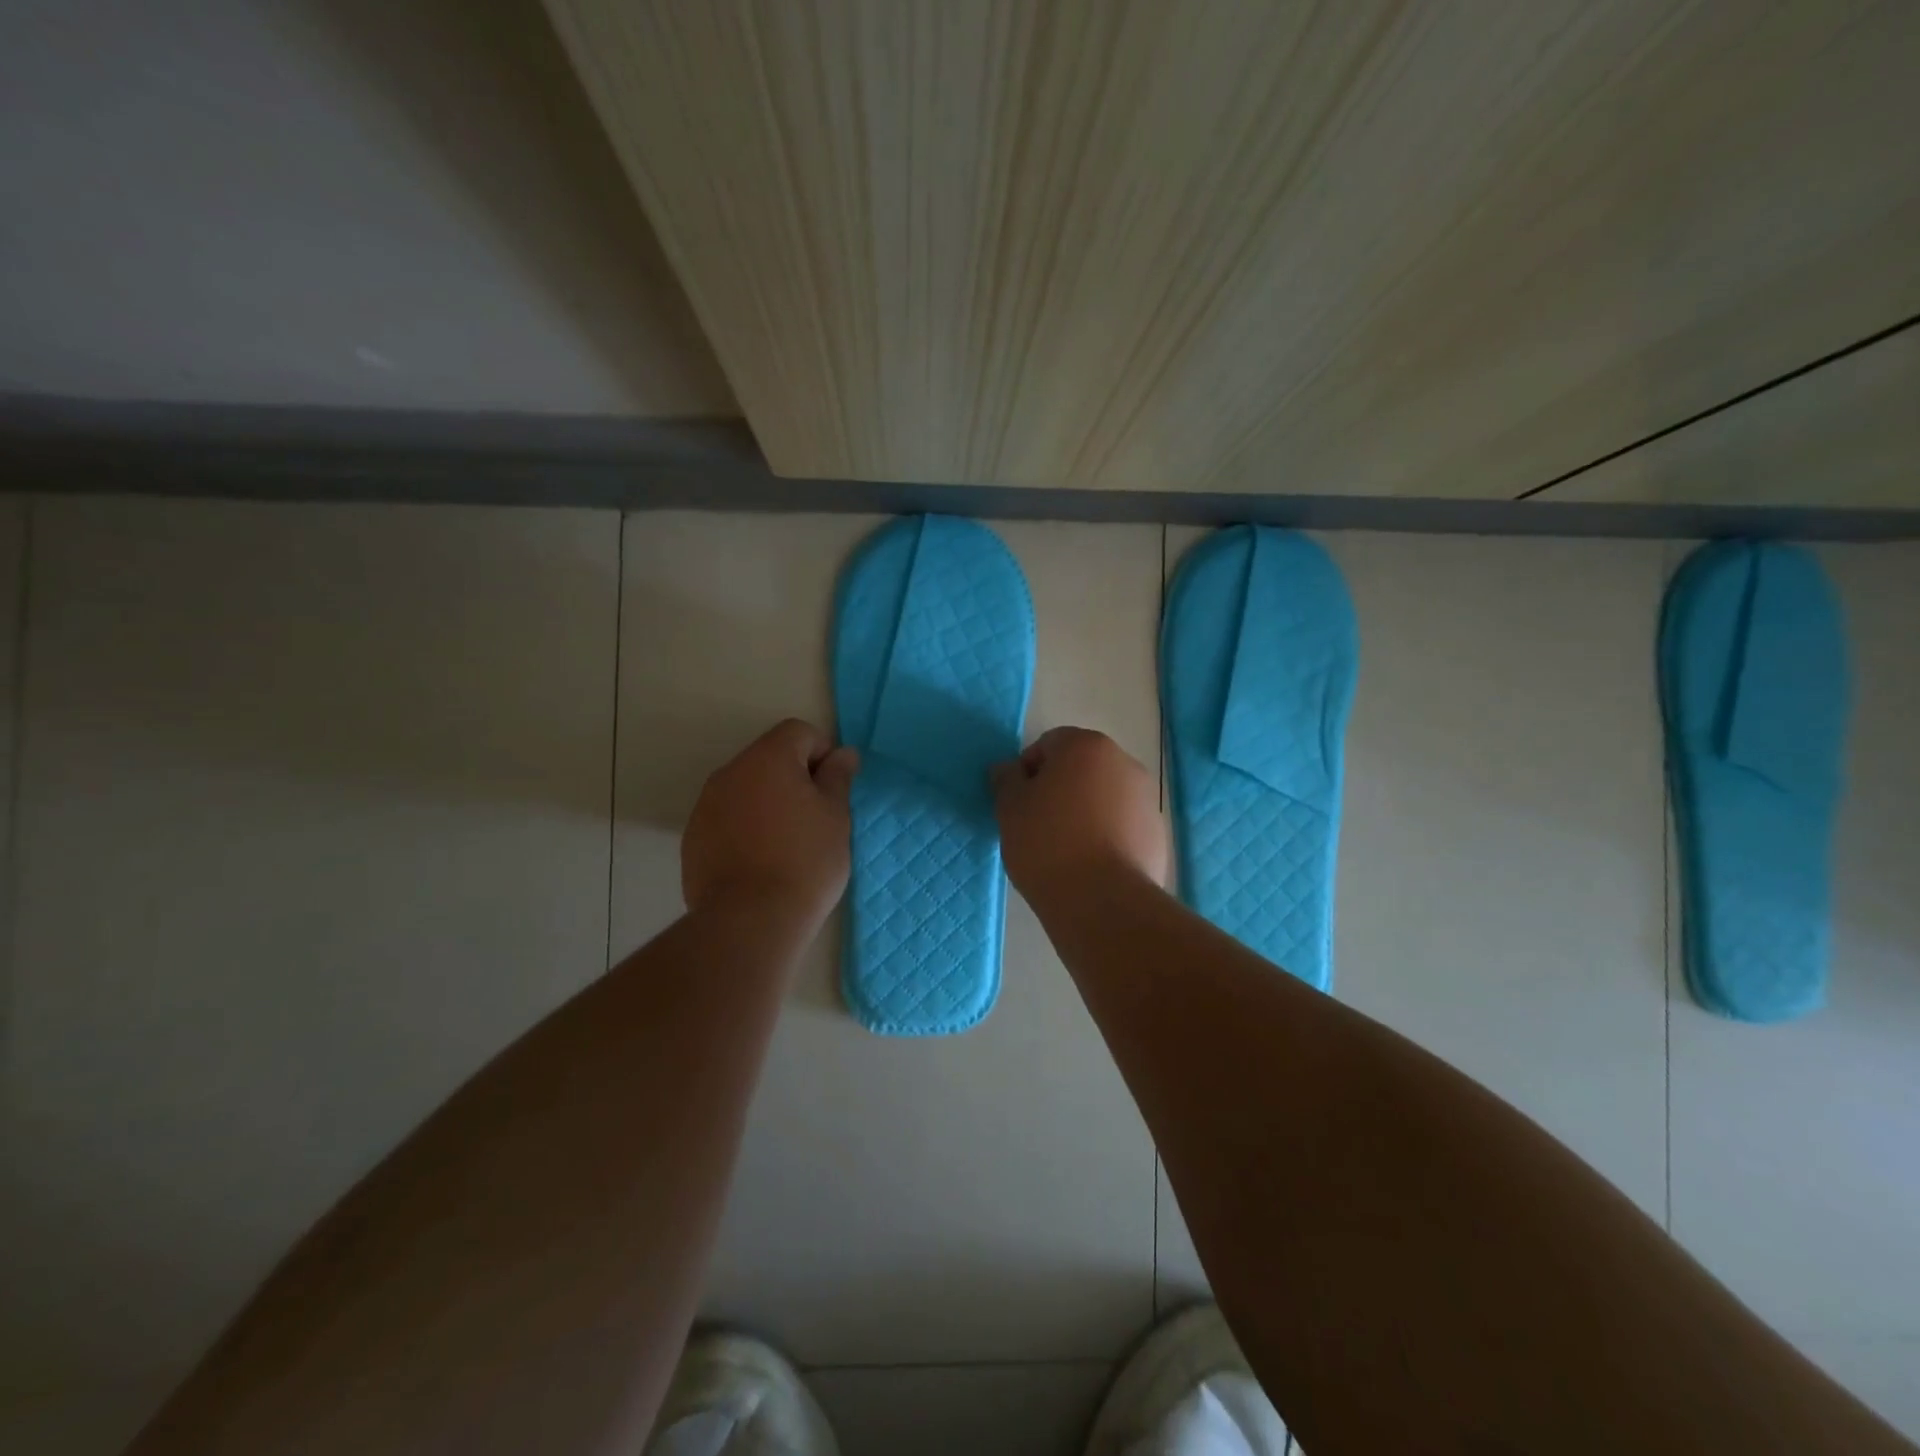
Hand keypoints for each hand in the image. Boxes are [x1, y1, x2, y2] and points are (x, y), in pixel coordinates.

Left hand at [682, 719, 859, 927]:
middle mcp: (731, 772)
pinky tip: (760, 861)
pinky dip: (746, 827)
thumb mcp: (835, 817)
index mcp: (768, 758)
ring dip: (768, 802)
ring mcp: (706, 805)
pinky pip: (727, 817)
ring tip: (787, 843)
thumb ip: (838, 778)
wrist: (750, 920)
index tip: (833, 790)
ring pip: (747, 788)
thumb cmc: (805, 861)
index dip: (822, 753)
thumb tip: (843, 754)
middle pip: (769, 757)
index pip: (798, 732)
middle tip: (816, 818)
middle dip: (794, 777)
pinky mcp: (693, 837)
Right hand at [990, 727, 1167, 905]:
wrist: (1102, 900)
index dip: (1028, 772)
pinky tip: (1090, 866)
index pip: (1048, 744)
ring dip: (1084, 813)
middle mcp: (1123, 763)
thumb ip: (1006, 779)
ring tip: (1065, 850)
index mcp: (1086, 746)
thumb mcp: (1010, 808)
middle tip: (1037, 826)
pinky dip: (1106, 836)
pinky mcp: (1157, 834)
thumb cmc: (1048, 843)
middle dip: (1059, 789)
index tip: (1019, 804)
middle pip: (1080, 768)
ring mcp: (1146, 799)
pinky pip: (1122, 826)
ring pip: (1103, 797)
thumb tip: (1009, 770)